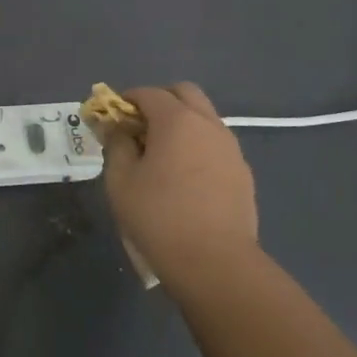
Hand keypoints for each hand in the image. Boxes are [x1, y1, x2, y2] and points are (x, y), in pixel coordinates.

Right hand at [98, 83, 263, 297]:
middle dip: (159, 101)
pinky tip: (185, 177)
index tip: (113, 118)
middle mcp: (208, 125)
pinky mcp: (242, 172)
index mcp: (177, 120)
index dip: (126, 100)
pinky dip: (197, 146)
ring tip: (161, 155)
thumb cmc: (158, 217)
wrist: (215, 262)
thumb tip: (119, 129)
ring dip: (181, 123)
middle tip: (139, 128)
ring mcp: (230, 148)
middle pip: (184, 93)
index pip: (149, 93)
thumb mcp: (121, 180)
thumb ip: (117, 145)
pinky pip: (216, 144)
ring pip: (204, 118)